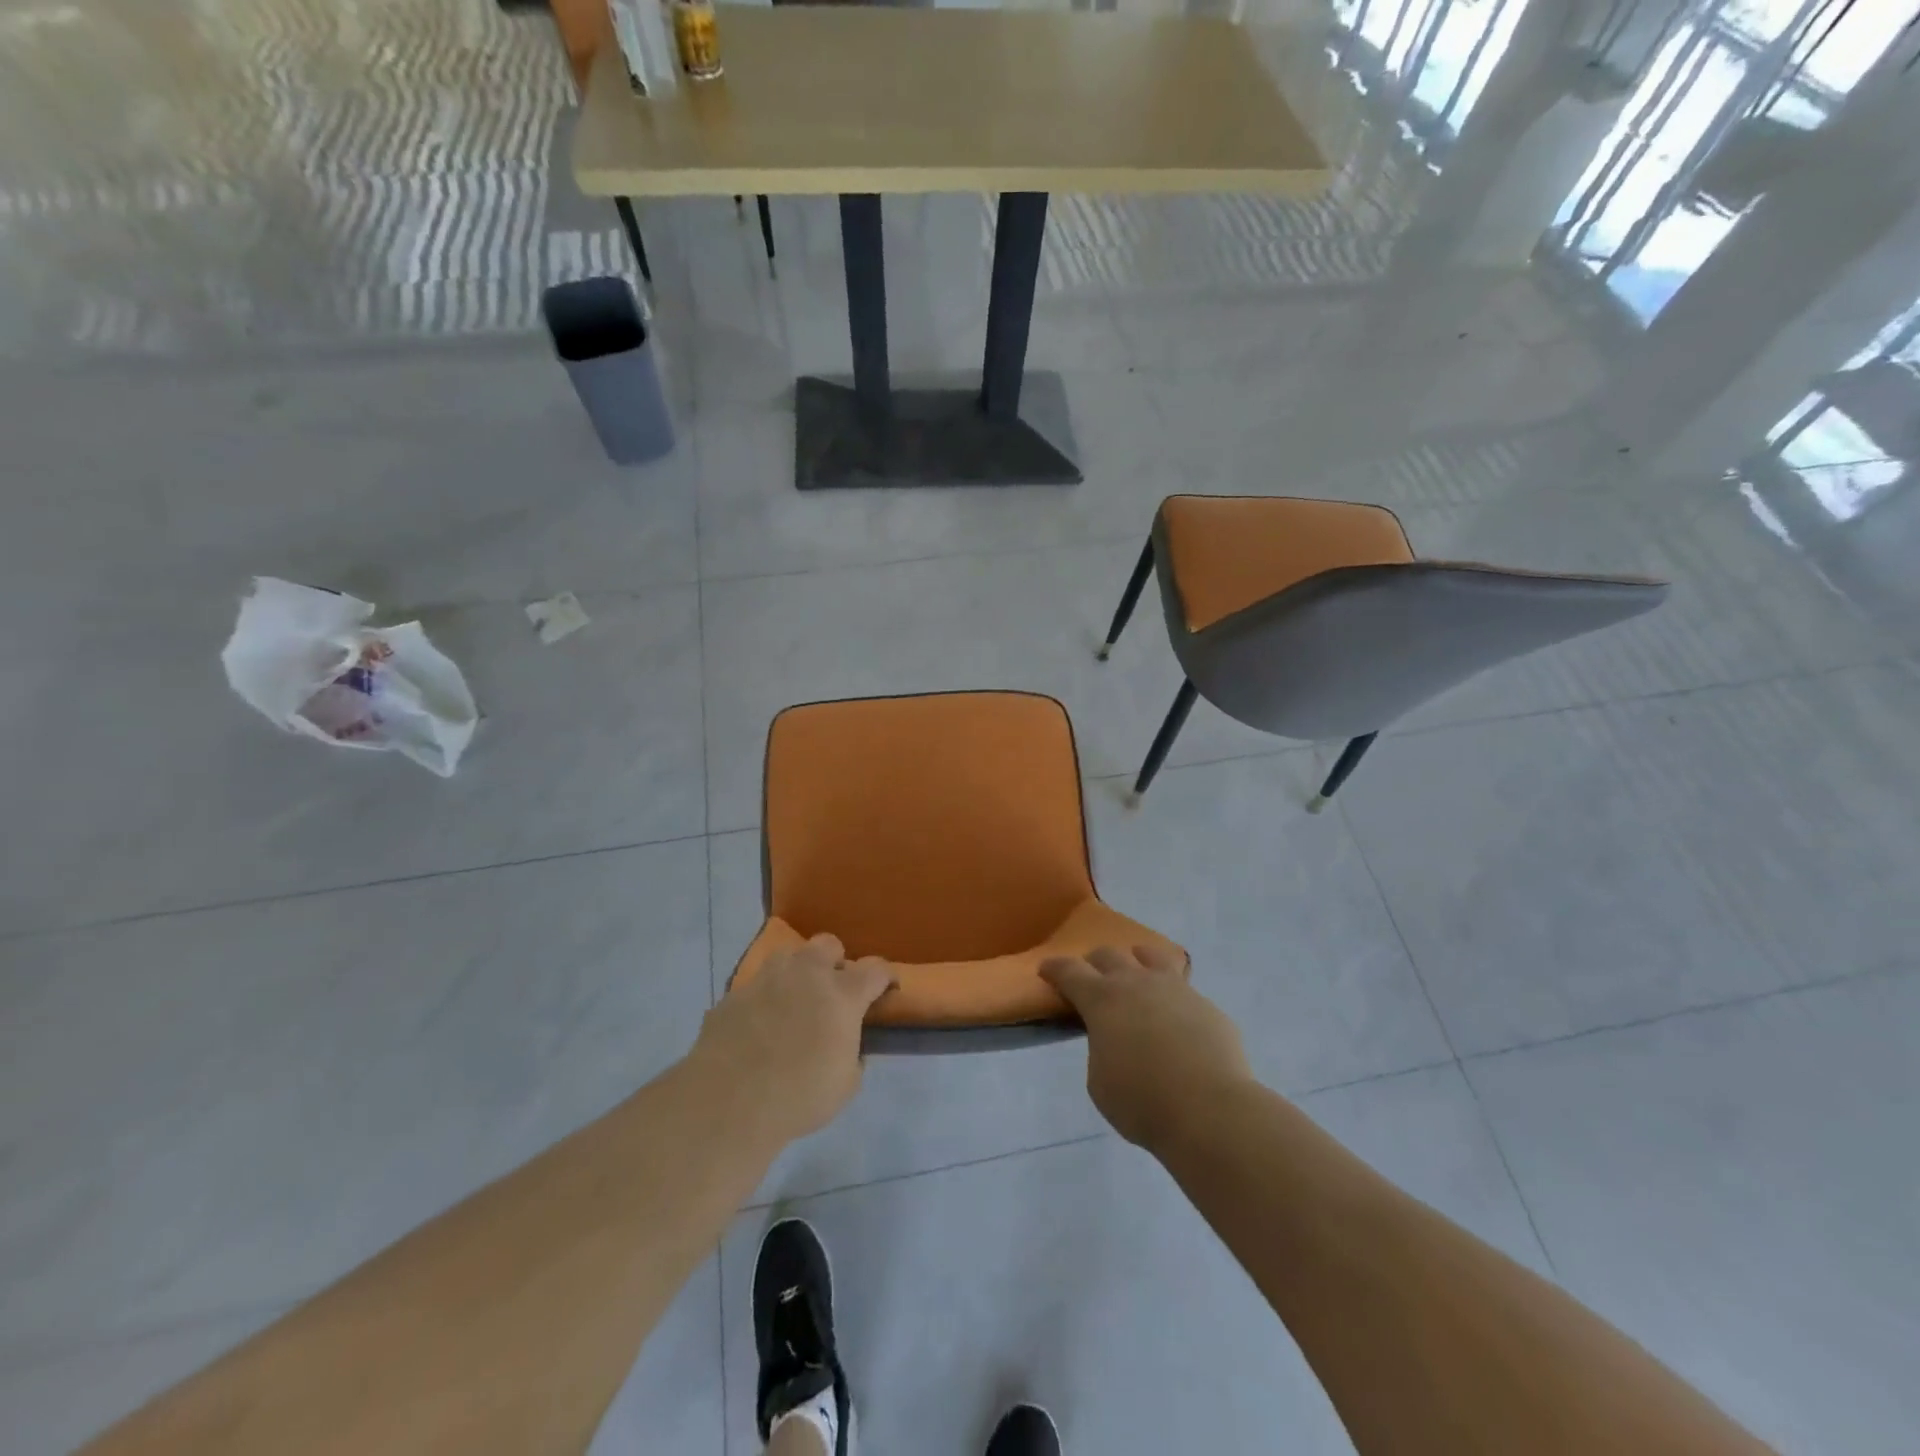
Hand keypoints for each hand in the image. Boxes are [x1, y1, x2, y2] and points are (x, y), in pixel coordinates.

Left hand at [691, 934, 895, 1145]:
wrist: (728, 1102)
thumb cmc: (799, 1096)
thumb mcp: (845, 1085)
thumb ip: (852, 1056)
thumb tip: (846, 1046)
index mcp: (842, 994)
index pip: (875, 969)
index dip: (885, 976)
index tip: (887, 988)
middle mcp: (806, 974)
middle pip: (828, 944)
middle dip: (835, 962)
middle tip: (833, 991)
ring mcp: (766, 979)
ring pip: (788, 956)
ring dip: (797, 972)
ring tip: (793, 1000)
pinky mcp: (734, 994)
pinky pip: (755, 986)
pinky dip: (763, 999)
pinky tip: (758, 1026)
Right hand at [1040, 945, 1251, 1149]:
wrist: (1211, 1110)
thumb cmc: (1143, 1102)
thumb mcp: (1100, 1082)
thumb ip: (1100, 1050)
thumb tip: (1114, 1040)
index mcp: (1102, 1000)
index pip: (1069, 971)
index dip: (1055, 968)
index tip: (1046, 969)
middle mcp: (1136, 983)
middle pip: (1108, 955)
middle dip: (1094, 962)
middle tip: (1090, 977)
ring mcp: (1174, 988)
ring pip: (1150, 956)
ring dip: (1135, 960)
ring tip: (1136, 973)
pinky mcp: (1205, 1004)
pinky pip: (1182, 987)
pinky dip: (1170, 994)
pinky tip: (1174, 1015)